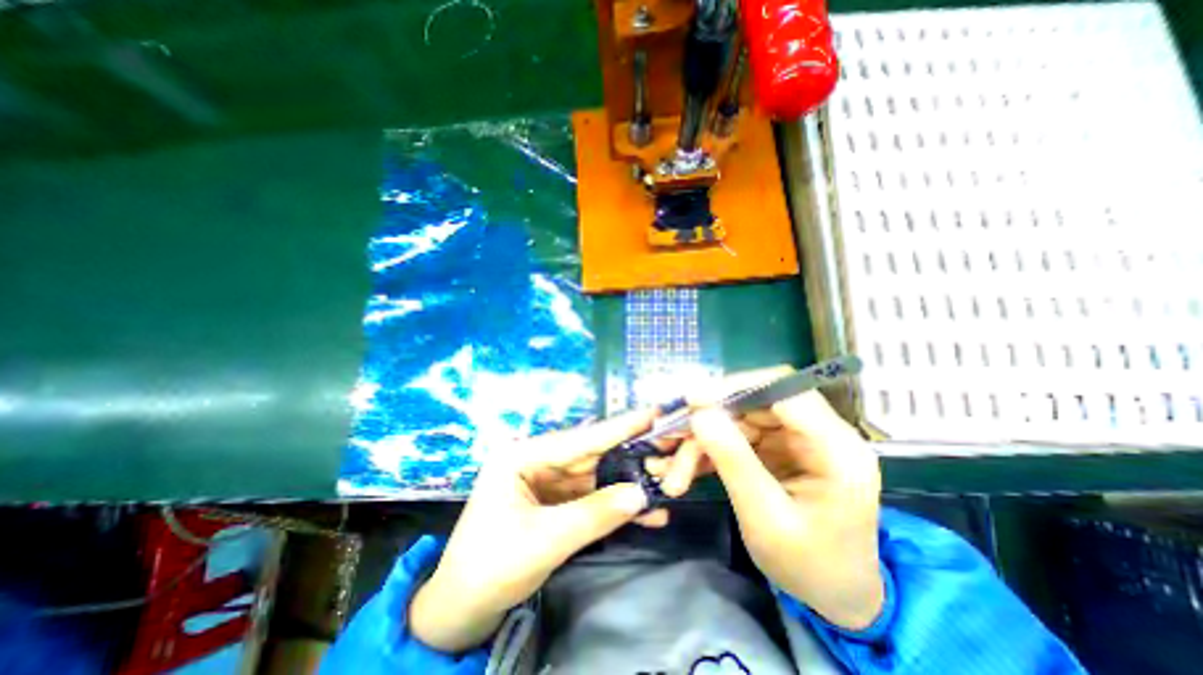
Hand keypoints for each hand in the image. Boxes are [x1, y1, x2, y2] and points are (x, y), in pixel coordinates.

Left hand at [415, 410, 696, 649]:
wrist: (462, 609)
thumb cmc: (492, 566)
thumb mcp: (546, 540)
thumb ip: (595, 514)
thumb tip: (642, 493)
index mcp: (522, 455)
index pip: (580, 439)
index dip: (619, 427)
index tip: (652, 412)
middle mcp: (536, 460)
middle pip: (590, 456)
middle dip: (629, 456)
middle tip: (667, 448)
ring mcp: (547, 481)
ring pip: (594, 478)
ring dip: (627, 485)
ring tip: (665, 481)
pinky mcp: (554, 501)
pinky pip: (589, 498)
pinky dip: (614, 506)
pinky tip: (644, 513)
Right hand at [685, 387, 879, 630]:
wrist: (834, 596)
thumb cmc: (809, 566)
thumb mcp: (766, 519)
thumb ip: (734, 461)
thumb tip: (700, 413)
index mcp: (835, 448)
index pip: (783, 390)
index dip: (735, 387)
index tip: (691, 400)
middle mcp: (817, 432)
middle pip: (753, 402)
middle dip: (708, 419)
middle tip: (670, 436)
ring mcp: (794, 438)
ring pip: (737, 419)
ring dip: (701, 441)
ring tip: (673, 472)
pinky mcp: (777, 447)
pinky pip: (735, 436)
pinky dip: (708, 450)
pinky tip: (686, 470)